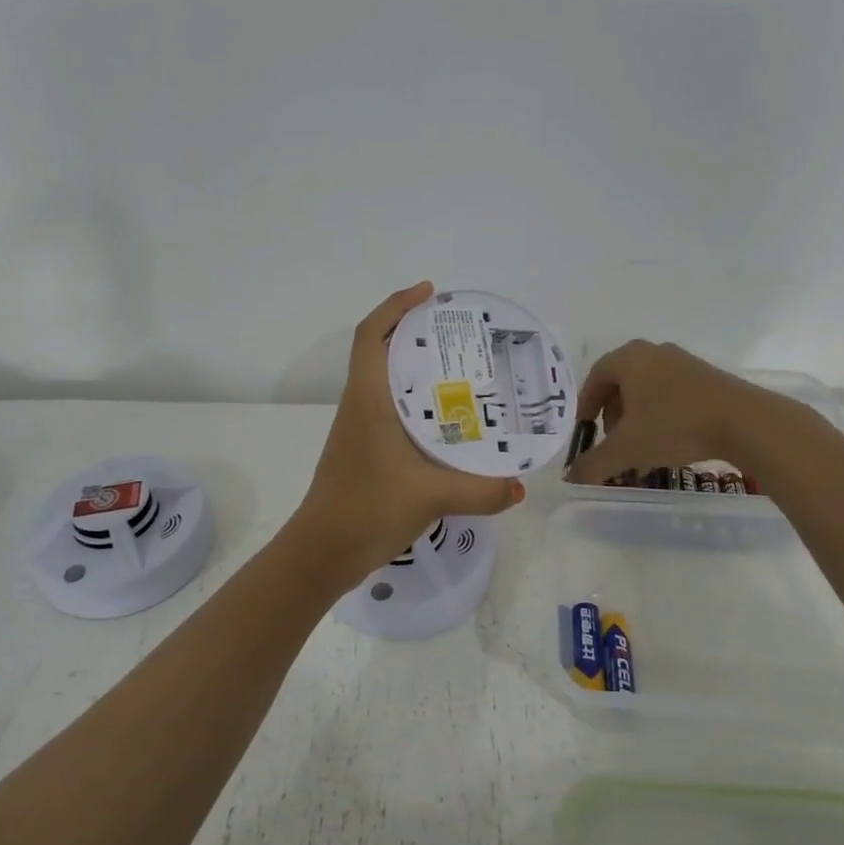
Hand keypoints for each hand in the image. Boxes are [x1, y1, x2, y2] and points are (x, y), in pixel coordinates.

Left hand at [289, 282, 525, 587]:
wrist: (323, 552)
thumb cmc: (368, 509)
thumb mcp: (431, 496)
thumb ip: (481, 490)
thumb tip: (520, 487)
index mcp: (367, 399)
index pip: (371, 335)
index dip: (395, 306)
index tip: (428, 292)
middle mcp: (360, 406)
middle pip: (380, 351)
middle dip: (415, 332)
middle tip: (460, 332)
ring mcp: (359, 429)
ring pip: (386, 382)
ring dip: (415, 367)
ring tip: (462, 369)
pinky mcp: (365, 451)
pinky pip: (391, 410)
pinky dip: (416, 402)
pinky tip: (447, 421)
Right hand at [566, 340, 769, 486]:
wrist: (744, 422)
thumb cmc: (675, 426)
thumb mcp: (627, 449)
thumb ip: (594, 463)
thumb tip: (571, 478)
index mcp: (629, 358)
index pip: (595, 377)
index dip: (585, 406)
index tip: (586, 431)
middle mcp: (654, 352)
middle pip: (621, 383)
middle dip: (612, 415)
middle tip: (612, 441)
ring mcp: (683, 362)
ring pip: (647, 390)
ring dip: (637, 419)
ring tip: (640, 449)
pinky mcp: (707, 377)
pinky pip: (671, 394)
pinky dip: (660, 416)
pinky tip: (668, 443)